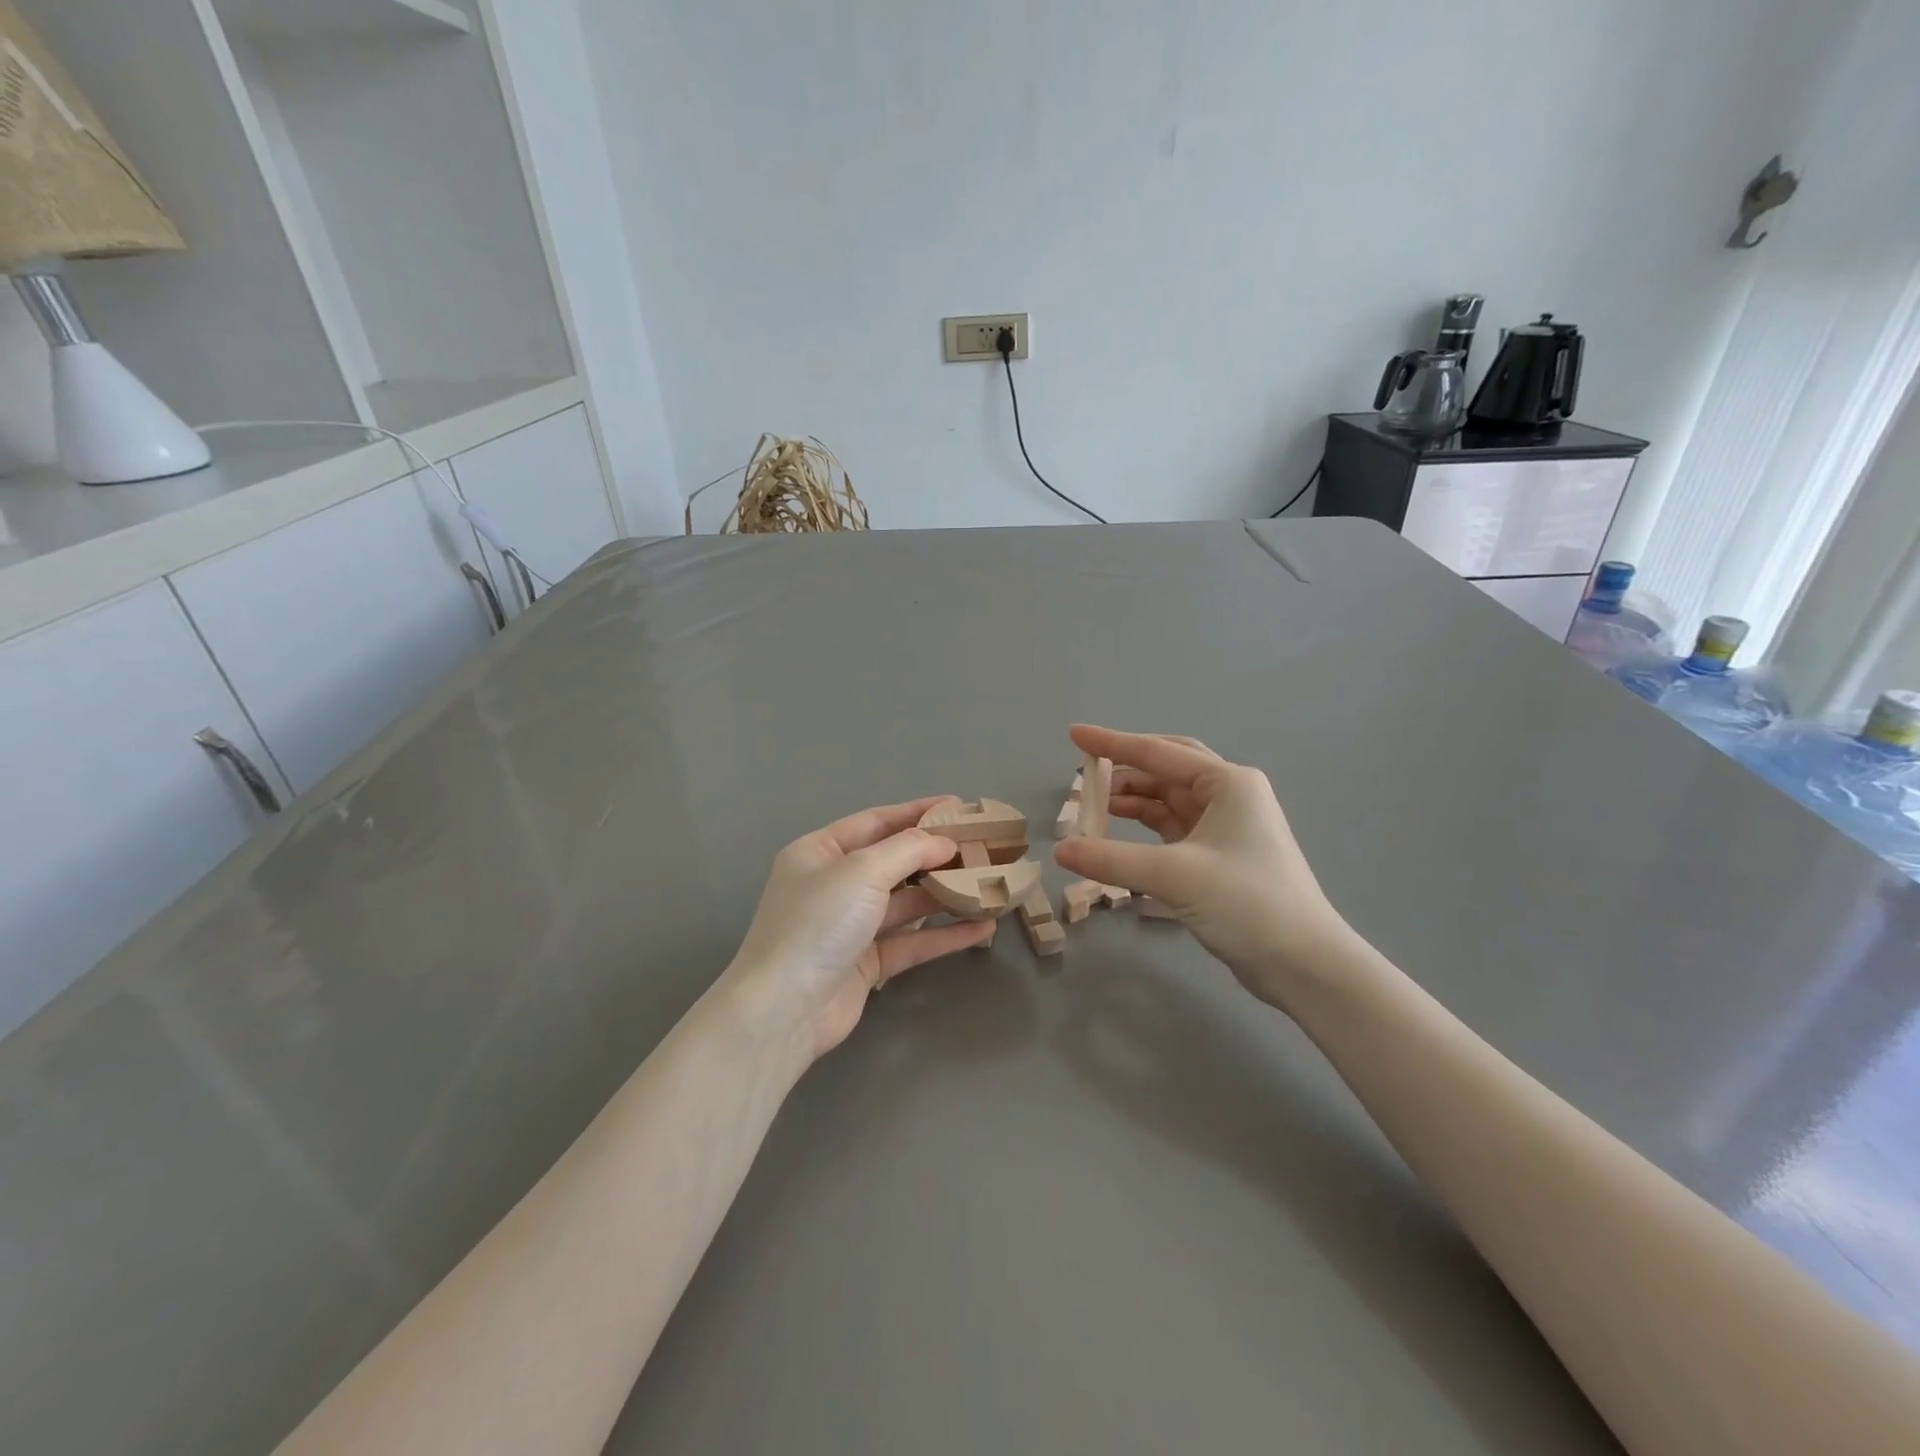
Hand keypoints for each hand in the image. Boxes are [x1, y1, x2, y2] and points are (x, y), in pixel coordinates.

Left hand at [721, 798, 995, 1066]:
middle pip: (894, 862)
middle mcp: (833, 885)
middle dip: (937, 855)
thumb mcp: (862, 871)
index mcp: (820, 852)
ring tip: (989, 884)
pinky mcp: (866, 963)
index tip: (959, 807)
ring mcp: (850, 926)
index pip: (876, 822)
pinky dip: (944, 934)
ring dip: (945, 894)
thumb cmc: (818, 924)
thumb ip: (908, 850)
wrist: (784, 1011)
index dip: (918, 812)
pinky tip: (981, 929)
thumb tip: (944, 842)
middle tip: (983, 847)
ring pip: (906, 903)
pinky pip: (911, 940)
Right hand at [1054, 726, 1352, 1006]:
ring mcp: (1226, 826)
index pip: (1158, 753)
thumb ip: (1111, 859)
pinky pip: (1173, 828)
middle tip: (1084, 772)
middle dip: (1124, 769)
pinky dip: (1144, 827)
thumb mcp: (1174, 876)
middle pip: (1166, 769)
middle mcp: (1229, 795)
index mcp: (1228, 782)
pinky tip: (1119, 833)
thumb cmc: (1247, 903)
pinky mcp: (1219, 856)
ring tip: (1093, 807)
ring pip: (1168, 799)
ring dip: (1132, 801)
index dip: (1112, 743)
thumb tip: (1061, 850)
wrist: (1304, 963)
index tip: (1074, 735)